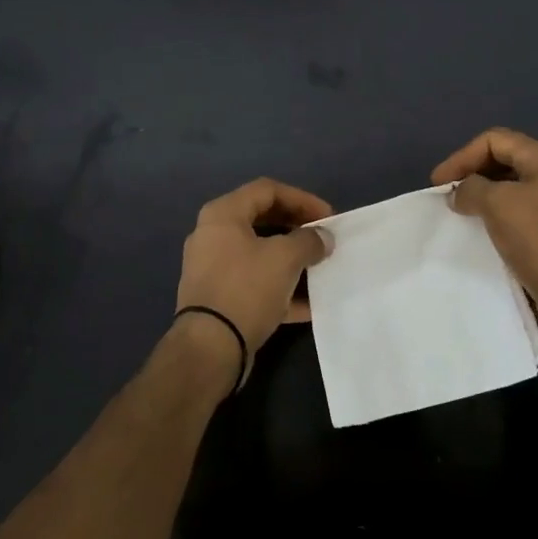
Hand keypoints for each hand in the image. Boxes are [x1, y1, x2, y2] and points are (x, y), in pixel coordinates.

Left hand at [173, 178, 333, 386]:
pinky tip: (309, 304)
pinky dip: (281, 289)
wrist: (209, 348)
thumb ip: (309, 241)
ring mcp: (214, 268)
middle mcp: (213, 235)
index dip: (302, 199)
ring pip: (260, 255)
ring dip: (292, 260)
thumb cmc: (246, 288)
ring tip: (320, 268)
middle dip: (297, 229)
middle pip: (263, 221)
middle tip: (323, 239)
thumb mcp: (285, 258)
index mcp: (223, 214)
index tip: (328, 217)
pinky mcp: (219, 299)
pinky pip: (256, 284)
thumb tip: (322, 238)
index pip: (267, 190)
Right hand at [432, 127, 537, 351]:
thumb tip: (460, 193)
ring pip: (508, 187)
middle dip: (471, 172)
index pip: (494, 139)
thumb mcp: (498, 204)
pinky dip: (493, 214)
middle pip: (502, 159)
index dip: (462, 156)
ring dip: (480, 194)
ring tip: (459, 212)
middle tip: (447, 195)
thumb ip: (471, 188)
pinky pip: (515, 211)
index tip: (438, 183)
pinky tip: (480, 230)